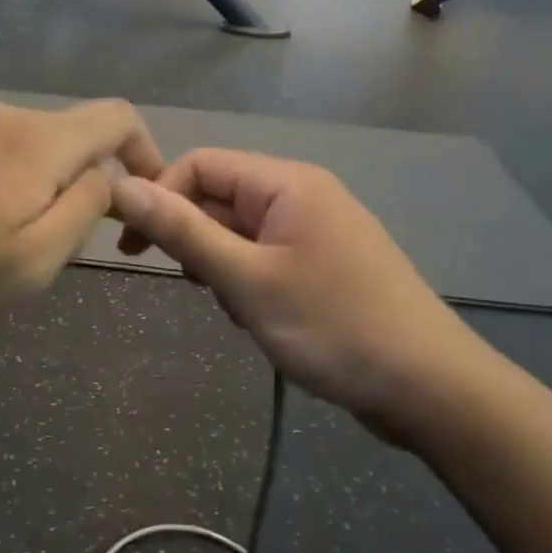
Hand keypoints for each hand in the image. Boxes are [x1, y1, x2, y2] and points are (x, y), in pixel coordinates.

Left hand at [0, 101, 163, 359]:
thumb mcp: (33, 264)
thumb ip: (85, 208)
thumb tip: (105, 173)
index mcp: (32, 143)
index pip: (114, 116)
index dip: (142, 149)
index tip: (137, 193)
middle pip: (57, 134)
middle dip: (72, 178)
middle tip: (45, 241)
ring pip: (6, 142)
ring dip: (18, 180)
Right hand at [111, 150, 487, 443]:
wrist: (428, 388)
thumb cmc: (332, 326)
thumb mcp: (246, 280)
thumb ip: (183, 231)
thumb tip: (123, 187)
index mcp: (287, 184)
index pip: (201, 164)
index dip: (161, 196)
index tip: (133, 247)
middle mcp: (302, 196)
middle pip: (220, 197)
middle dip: (195, 239)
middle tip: (191, 285)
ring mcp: (316, 231)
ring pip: (240, 233)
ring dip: (221, 267)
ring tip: (237, 309)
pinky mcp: (323, 265)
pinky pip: (265, 258)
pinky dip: (248, 283)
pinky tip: (260, 319)